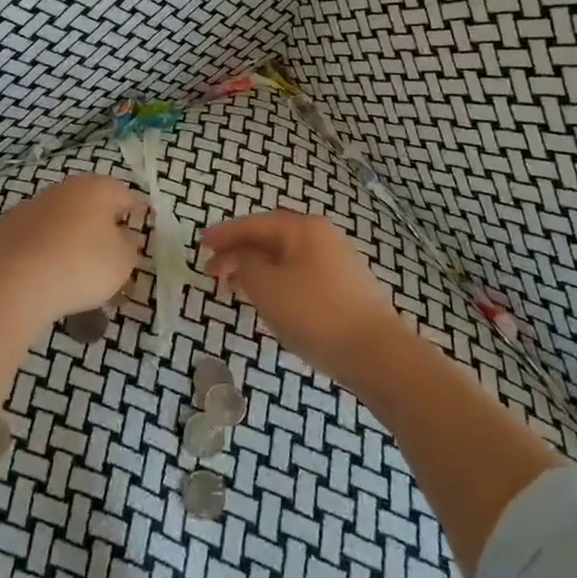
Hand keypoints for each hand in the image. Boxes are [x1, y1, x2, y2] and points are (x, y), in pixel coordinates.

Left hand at [0, 173, 143, 327]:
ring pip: (61, 220)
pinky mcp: (6, 227)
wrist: (13, 281)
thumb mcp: (122, 262)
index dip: (135, 216)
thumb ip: (129, 246)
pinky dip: (44, 250)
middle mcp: (65, 188)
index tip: (137, 237)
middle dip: (101, 228)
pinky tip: (45, 275)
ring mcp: (32, 205)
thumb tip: (123, 236)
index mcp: (98, 189)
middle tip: (108, 258)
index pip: (126, 196)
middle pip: (91, 205)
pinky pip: (36, 237)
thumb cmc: (81, 265)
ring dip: (71, 237)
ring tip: (75, 272)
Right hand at [201, 209, 409, 384]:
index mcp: (302, 228)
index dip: (223, 233)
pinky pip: (298, 274)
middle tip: (211, 270)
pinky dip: (275, 282)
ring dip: (255, 268)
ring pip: (284, 258)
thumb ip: (245, 264)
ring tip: (232, 287)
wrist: (376, 354)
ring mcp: (336, 262)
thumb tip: (241, 256)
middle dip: (238, 252)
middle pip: (270, 238)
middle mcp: (321, 236)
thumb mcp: (267, 286)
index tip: (199, 244)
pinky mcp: (343, 288)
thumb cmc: (315, 313)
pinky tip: (267, 300)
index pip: (253, 224)